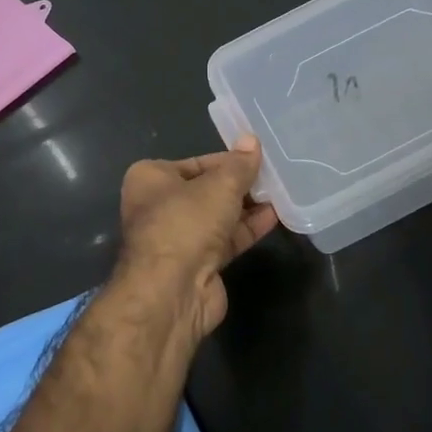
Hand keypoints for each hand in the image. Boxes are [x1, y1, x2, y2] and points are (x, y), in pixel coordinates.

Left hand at [112, 137, 278, 338]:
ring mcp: (178, 238)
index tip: (257, 157)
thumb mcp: (219, 185)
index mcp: (151, 179)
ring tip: (280, 192)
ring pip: (218, 216)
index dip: (227, 160)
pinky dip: (247, 228)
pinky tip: (275, 216)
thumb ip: (240, 165)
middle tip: (273, 175)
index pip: (196, 163)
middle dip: (239, 185)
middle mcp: (159, 207)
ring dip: (247, 207)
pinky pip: (226, 239)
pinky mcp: (197, 264)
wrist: (172, 292)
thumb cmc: (186, 223)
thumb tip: (252, 140)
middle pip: (207, 190)